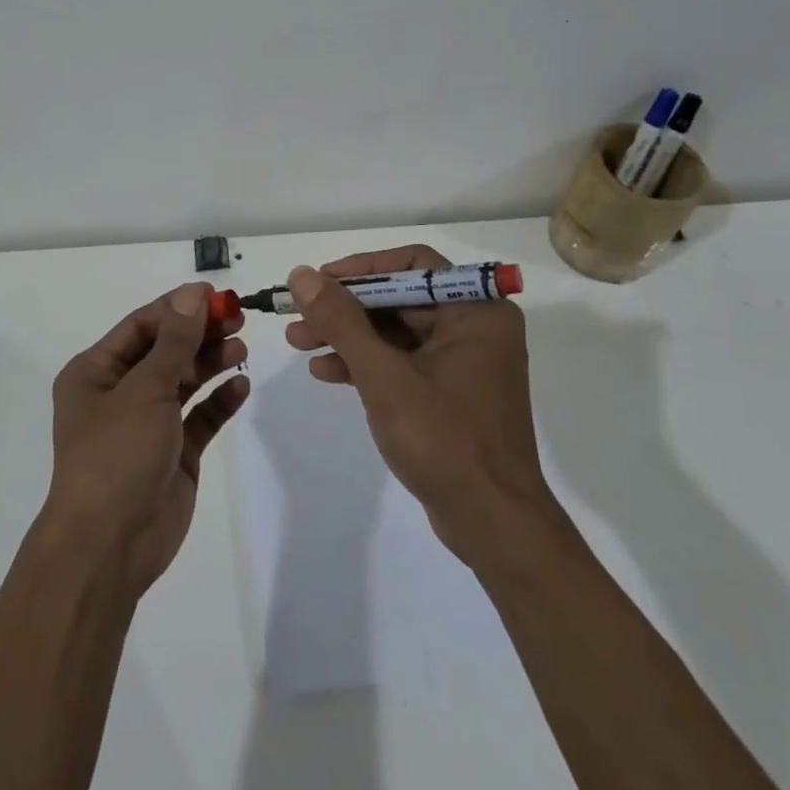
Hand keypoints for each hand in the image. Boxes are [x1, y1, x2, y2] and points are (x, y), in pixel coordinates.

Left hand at [44, 282, 249, 595]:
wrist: (110, 546)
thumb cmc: (116, 454)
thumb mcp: (145, 389)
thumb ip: (175, 342)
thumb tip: (194, 295)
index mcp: (96, 372)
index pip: (141, 326)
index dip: (178, 308)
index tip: (216, 296)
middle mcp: (119, 393)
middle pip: (165, 350)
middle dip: (199, 334)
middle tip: (238, 318)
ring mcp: (148, 424)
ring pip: (184, 381)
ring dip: (211, 362)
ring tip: (241, 348)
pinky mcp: (174, 453)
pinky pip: (200, 417)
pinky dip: (219, 401)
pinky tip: (241, 385)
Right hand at [285, 247, 550, 560]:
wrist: (492, 524)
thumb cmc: (444, 440)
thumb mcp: (383, 376)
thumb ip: (341, 321)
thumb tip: (302, 275)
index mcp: (477, 312)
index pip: (413, 265)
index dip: (361, 268)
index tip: (319, 281)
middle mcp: (475, 328)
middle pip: (399, 298)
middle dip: (345, 308)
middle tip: (298, 314)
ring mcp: (464, 362)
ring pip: (395, 332)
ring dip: (347, 336)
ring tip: (298, 342)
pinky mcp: (450, 393)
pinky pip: (402, 362)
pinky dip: (365, 364)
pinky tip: (325, 372)